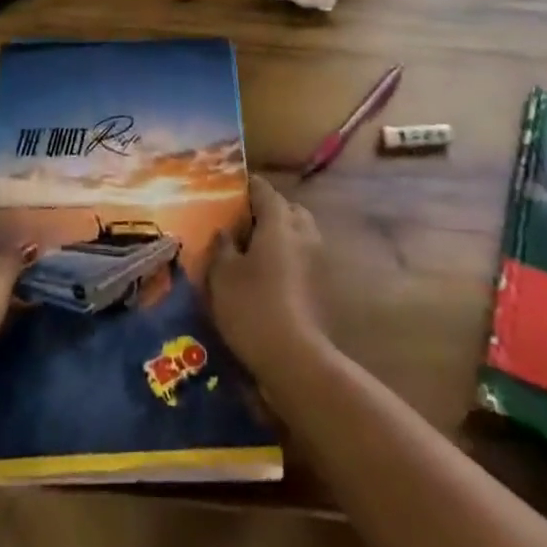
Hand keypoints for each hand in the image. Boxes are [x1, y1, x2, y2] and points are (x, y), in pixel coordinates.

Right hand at [209, 176, 329, 380]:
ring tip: (256, 250)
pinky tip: (271, 275)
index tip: (231, 189)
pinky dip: (290, 257)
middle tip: (244, 223)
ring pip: (300, 233)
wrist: (296, 359)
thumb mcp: (223, 275)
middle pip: (288, 209)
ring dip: (282, 235)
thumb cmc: (253, 307)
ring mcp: (319, 260)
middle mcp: (304, 233)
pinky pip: (305, 257)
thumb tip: (225, 232)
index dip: (248, 186)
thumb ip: (222, 246)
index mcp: (279, 222)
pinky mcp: (324, 286)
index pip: (264, 190)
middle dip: (269, 210)